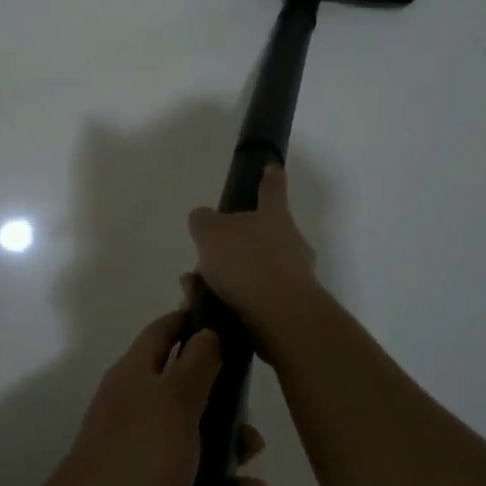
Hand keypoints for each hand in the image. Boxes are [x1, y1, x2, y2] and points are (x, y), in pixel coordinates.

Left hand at [45, 309, 274, 485]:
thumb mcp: (173, 399)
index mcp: (137, 374)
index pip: (165, 332)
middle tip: (252, 442)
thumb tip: (207, 330)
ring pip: (202, 451)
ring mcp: (144, 456)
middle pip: (192, 398)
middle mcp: (139, 409)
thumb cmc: (138, 457)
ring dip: (233, 472)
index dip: (195, 323)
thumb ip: (197, 363)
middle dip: (230, 420)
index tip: (233, 326)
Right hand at [187, 164, 320, 342]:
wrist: (282, 318)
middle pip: (257, 236)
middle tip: (202, 259)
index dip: (269, 177)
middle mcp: (289, 243)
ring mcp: (292, 277)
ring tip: (193, 291)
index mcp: (274, 216)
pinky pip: (250, 298)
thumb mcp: (211, 232)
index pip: (272, 189)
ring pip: (249, 270)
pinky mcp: (287, 309)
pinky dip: (226, 301)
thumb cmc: (247, 263)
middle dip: (228, 247)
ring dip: (221, 278)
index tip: (272, 167)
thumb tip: (204, 220)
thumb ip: (203, 221)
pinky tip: (204, 309)